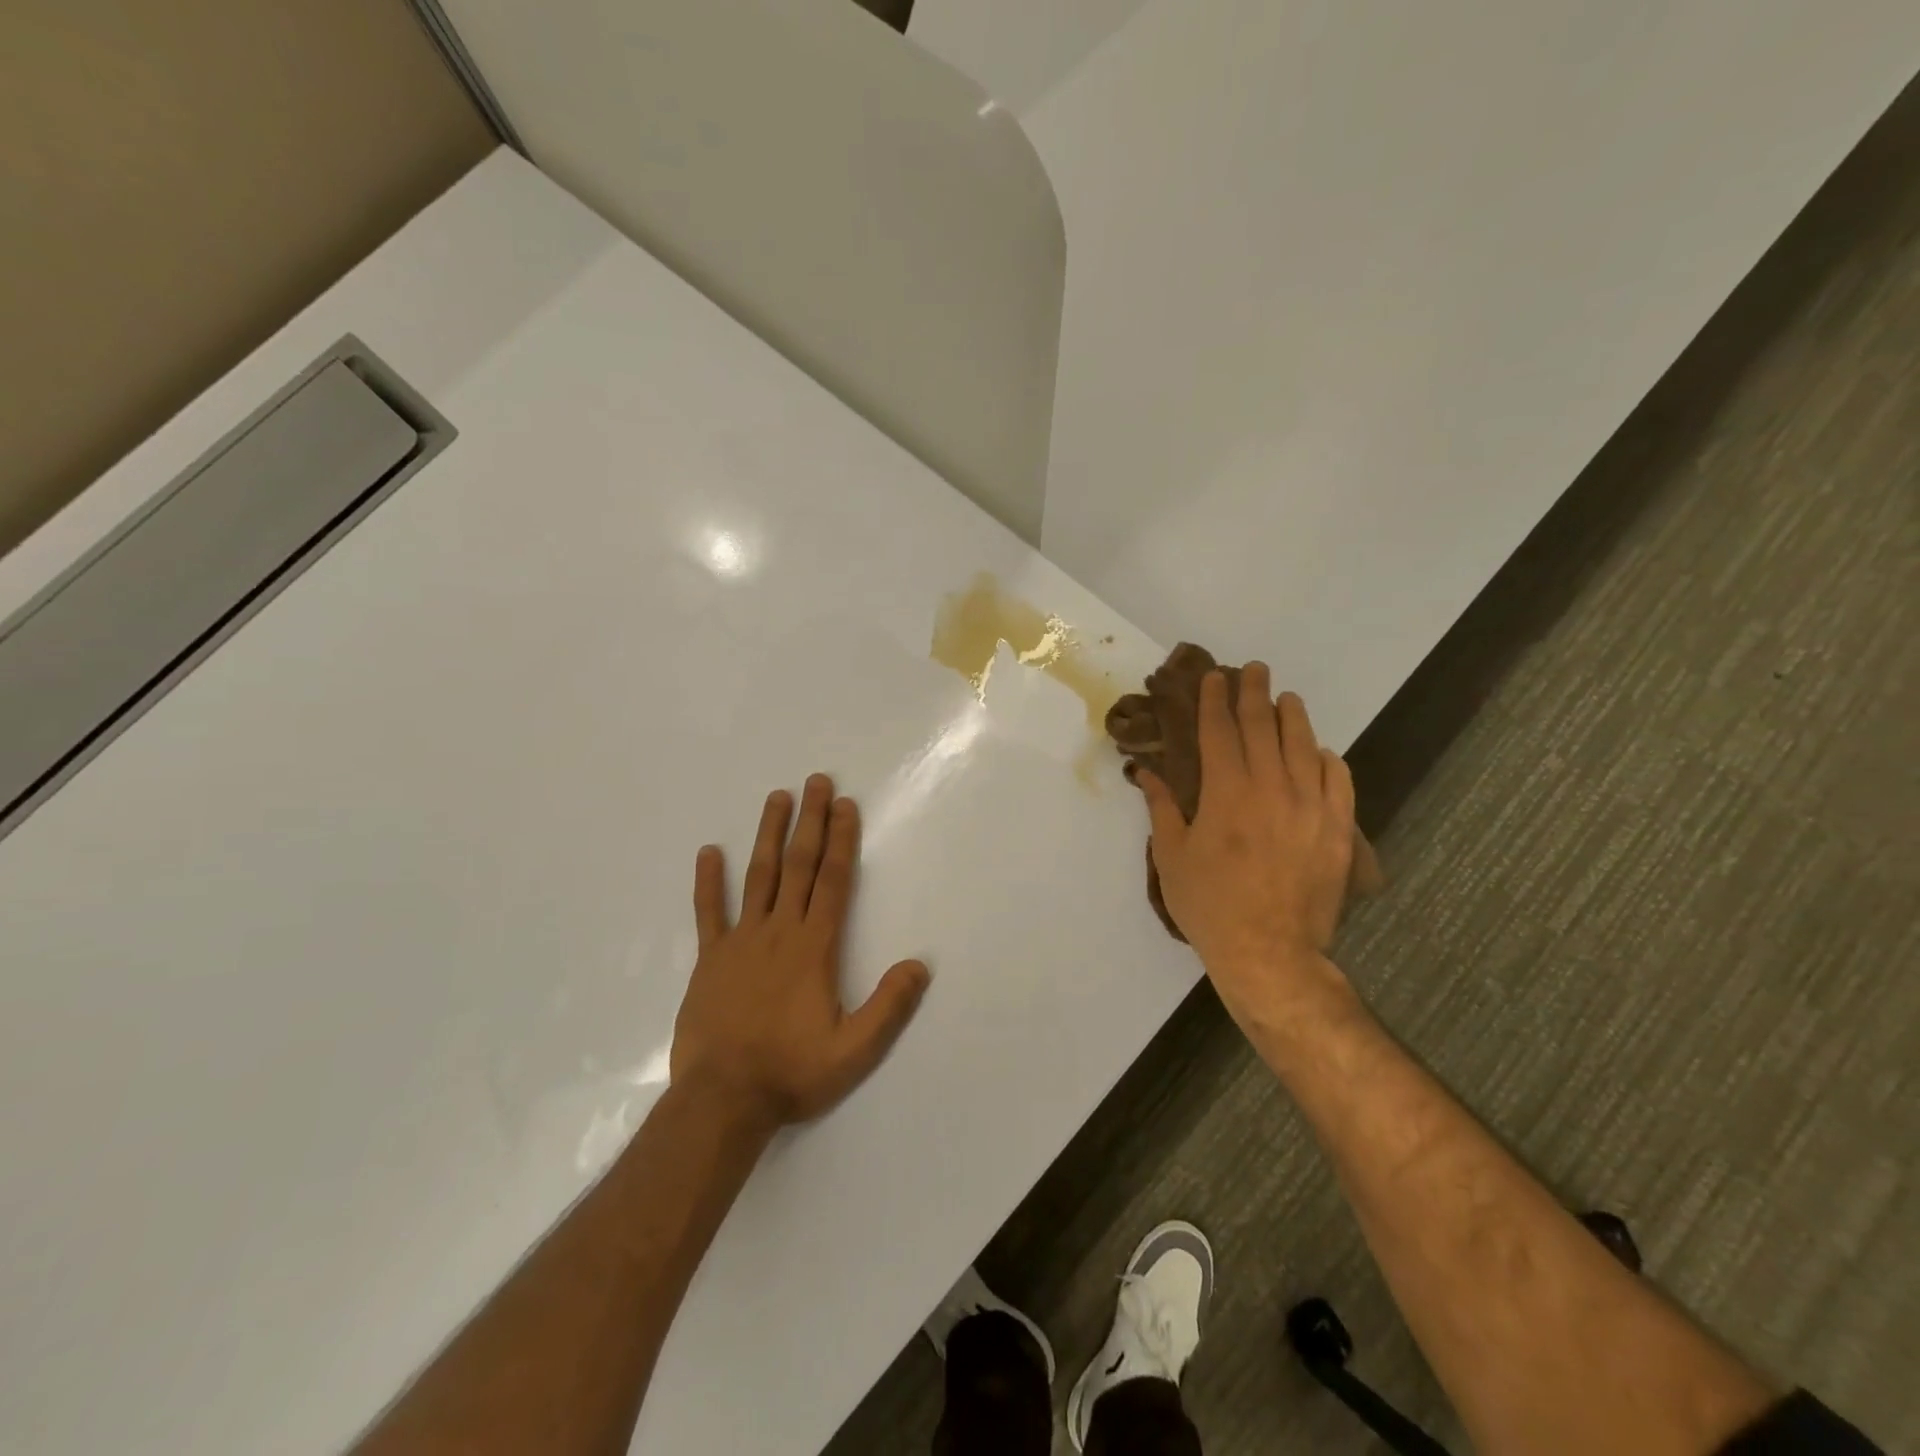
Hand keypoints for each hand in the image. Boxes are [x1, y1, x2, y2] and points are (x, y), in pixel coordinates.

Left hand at [671, 774, 930, 1130]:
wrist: (722, 1100)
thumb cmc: (792, 1072)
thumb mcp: (854, 1050)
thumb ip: (889, 1006)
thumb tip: (919, 965)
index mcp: (814, 947)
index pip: (833, 881)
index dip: (841, 840)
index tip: (845, 805)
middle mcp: (779, 931)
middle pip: (798, 865)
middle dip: (810, 821)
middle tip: (816, 781)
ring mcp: (740, 941)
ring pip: (758, 876)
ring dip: (769, 835)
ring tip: (776, 797)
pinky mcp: (710, 959)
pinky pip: (708, 912)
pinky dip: (709, 882)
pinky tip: (709, 852)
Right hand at [1136, 666, 1356, 1029]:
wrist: (1270, 952)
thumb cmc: (1210, 904)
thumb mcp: (1172, 856)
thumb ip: (1162, 807)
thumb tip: (1145, 771)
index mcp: (1226, 792)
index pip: (1219, 731)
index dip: (1214, 701)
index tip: (1213, 678)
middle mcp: (1271, 787)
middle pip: (1263, 727)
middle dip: (1254, 694)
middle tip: (1252, 670)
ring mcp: (1311, 806)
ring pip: (1304, 745)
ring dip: (1293, 716)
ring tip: (1286, 698)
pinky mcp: (1338, 829)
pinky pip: (1338, 780)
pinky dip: (1327, 759)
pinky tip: (1320, 751)